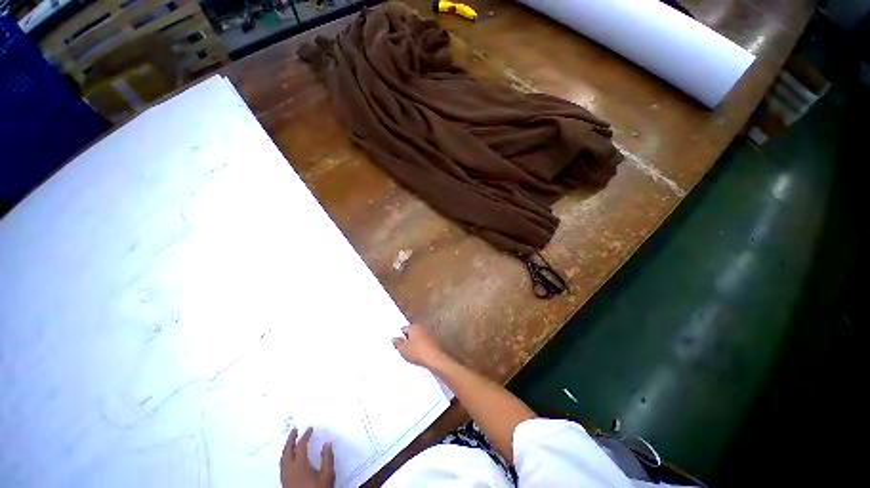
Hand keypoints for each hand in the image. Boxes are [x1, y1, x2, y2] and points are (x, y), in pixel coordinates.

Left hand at [281, 427, 334, 487]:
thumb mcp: (327, 475)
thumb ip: (327, 458)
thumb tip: (327, 443)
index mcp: (300, 465)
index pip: (301, 446)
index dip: (305, 436)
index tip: (310, 428)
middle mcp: (289, 470)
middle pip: (287, 451)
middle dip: (290, 440)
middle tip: (294, 430)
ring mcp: (285, 478)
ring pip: (282, 460)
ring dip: (286, 448)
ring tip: (291, 442)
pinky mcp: (285, 484)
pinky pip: (282, 467)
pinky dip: (285, 458)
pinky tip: (289, 459)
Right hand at [392, 323, 450, 369]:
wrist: (435, 359)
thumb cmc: (418, 352)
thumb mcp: (403, 349)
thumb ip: (397, 342)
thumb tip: (394, 338)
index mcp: (414, 326)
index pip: (403, 329)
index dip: (399, 337)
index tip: (397, 345)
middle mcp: (422, 327)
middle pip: (411, 333)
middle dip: (407, 340)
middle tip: (403, 350)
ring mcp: (429, 334)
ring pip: (418, 338)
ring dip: (415, 344)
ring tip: (411, 354)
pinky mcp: (434, 342)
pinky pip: (424, 343)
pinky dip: (421, 348)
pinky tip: (419, 356)